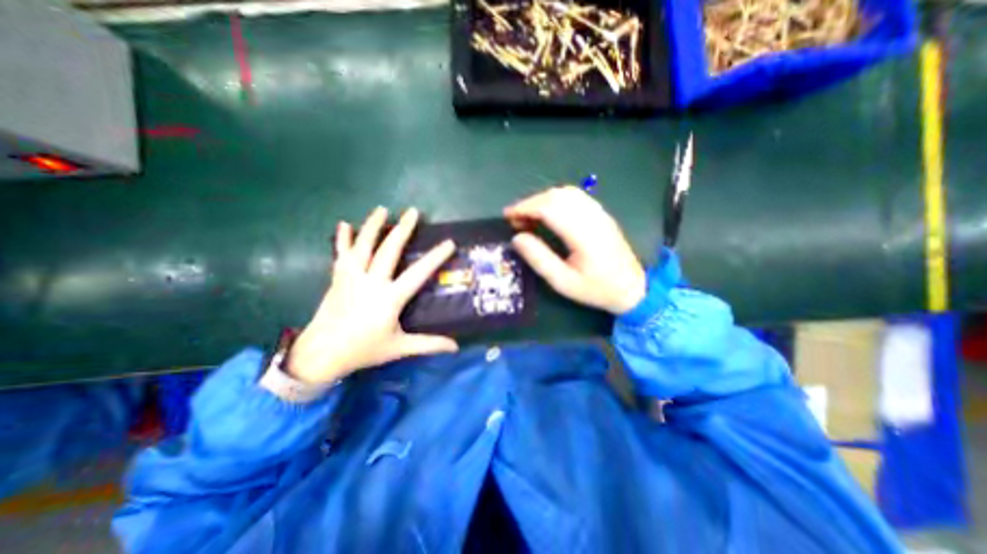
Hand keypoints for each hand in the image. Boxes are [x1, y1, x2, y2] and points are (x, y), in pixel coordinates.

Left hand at [287, 205, 459, 382]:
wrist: (320, 354)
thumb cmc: (363, 350)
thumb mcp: (399, 348)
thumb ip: (428, 344)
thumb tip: (455, 347)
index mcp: (389, 298)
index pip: (418, 274)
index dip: (435, 258)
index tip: (449, 243)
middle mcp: (371, 282)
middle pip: (388, 250)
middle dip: (402, 229)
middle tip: (413, 212)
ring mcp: (351, 278)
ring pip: (363, 246)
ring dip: (372, 226)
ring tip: (381, 209)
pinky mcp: (338, 279)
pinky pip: (340, 254)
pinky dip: (342, 239)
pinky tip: (344, 225)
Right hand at [503, 186, 649, 315]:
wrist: (633, 288)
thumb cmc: (596, 289)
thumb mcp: (563, 282)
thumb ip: (539, 259)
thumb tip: (517, 238)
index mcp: (583, 234)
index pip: (550, 208)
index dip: (525, 208)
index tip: (508, 216)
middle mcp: (592, 217)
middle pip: (556, 196)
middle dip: (531, 202)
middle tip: (515, 219)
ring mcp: (599, 213)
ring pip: (566, 193)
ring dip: (543, 199)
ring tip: (529, 216)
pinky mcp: (602, 214)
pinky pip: (576, 197)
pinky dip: (556, 200)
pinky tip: (549, 214)